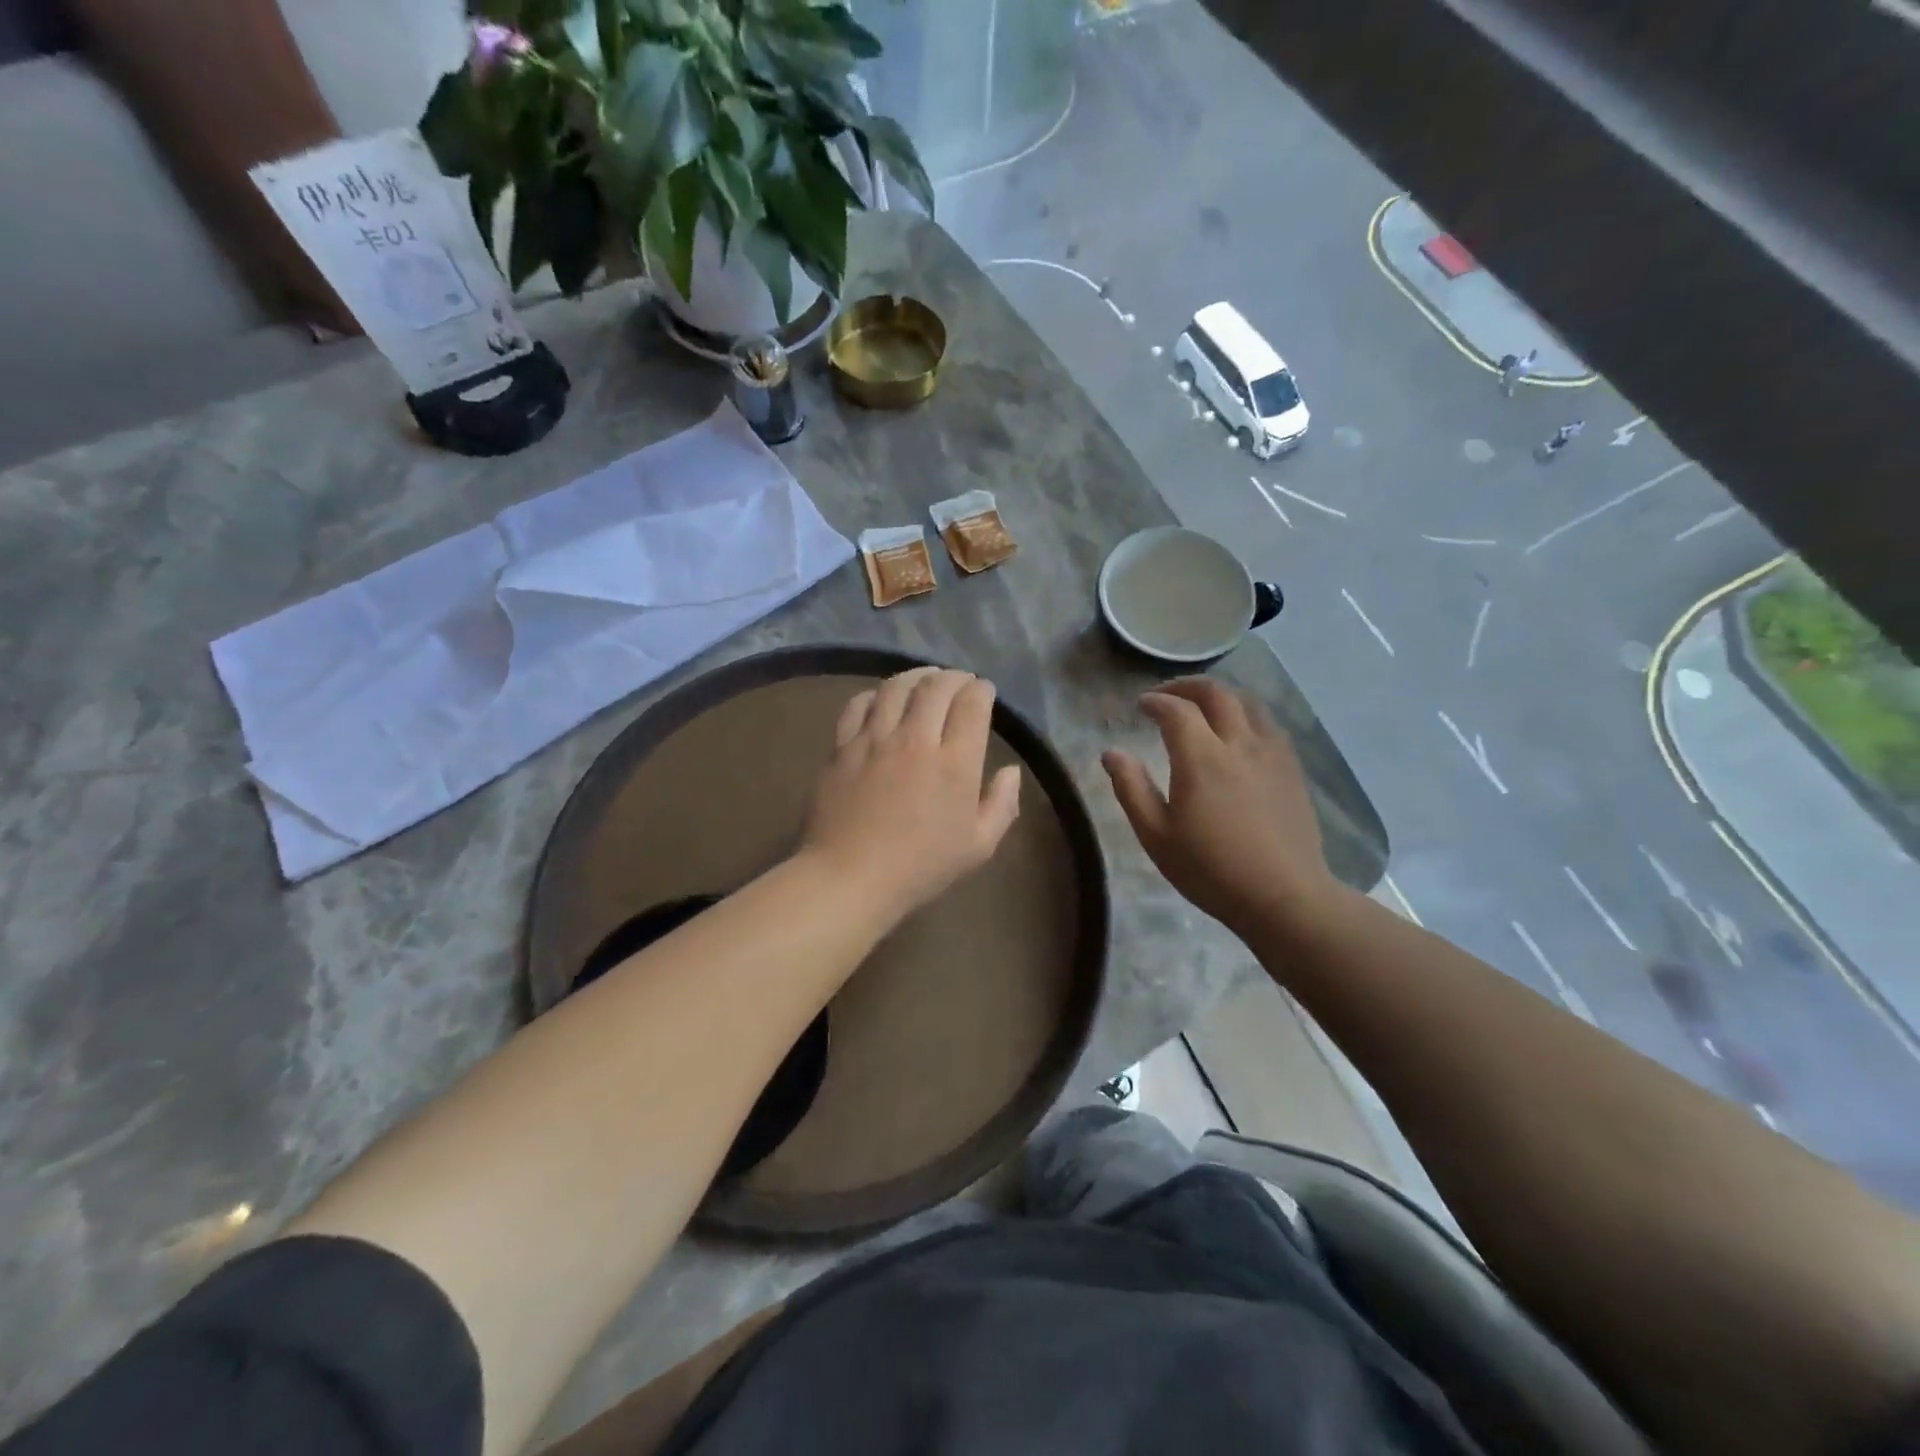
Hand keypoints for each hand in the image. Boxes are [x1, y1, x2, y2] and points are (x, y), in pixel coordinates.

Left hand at [801, 668, 1022, 923]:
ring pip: (896, 687)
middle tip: (960, 681)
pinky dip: (875, 694)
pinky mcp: (843, 747)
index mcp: (955, 763)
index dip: (982, 690)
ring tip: (925, 677)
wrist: (851, 877)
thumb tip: (1011, 771)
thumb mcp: (978, 847)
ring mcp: (875, 740)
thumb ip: (1001, 805)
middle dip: (954, 677)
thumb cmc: (921, 867)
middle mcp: (916, 740)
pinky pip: (858, 705)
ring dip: (916, 675)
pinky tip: (882, 699)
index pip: (972, 704)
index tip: (984, 691)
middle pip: (936, 687)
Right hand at [1102, 678, 1338, 940]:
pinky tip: (1240, 735)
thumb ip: (1131, 788)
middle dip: (1188, 686)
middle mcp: (1240, 744)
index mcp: (1202, 758)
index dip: (1156, 701)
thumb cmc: (1211, 869)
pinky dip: (1247, 716)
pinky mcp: (1293, 769)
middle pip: (1217, 693)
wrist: (1284, 897)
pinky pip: (1270, 725)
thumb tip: (1111, 753)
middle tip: (1169, 696)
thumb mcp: (1156, 835)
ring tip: (1204, 708)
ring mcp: (1272, 754)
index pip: (1176, 710)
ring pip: (1250, 703)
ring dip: (1222, 696)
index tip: (1141, 705)